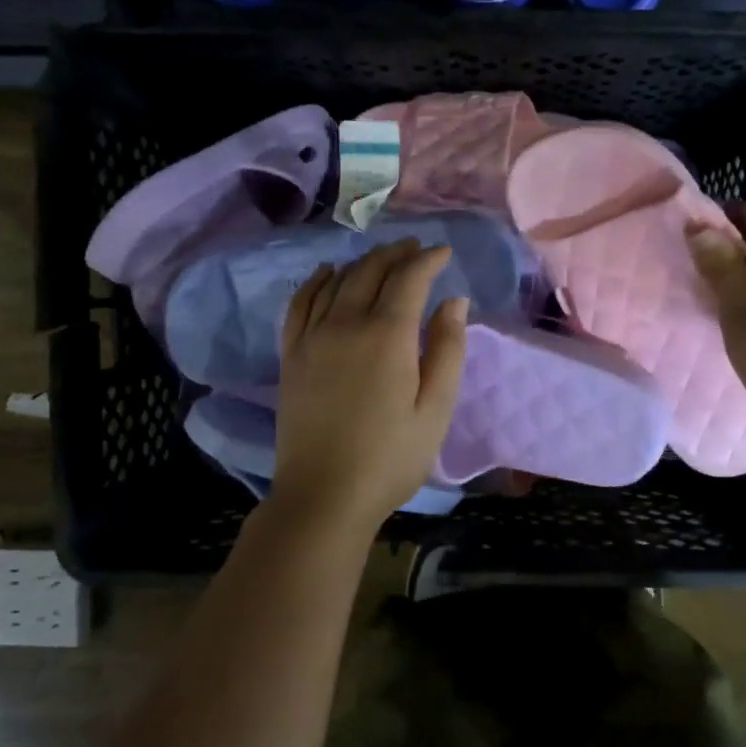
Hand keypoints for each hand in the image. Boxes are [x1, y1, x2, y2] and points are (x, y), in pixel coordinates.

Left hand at [270, 239, 467, 530]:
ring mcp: (311, 337)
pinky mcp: (291, 355)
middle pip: (370, 271)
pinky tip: (327, 274)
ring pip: (336, 281)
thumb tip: (453, 301)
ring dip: (362, 262)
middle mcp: (345, 323)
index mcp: (386, 336)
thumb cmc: (391, 458)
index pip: (408, 278)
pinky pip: (301, 302)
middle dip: (397, 254)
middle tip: (416, 250)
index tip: (444, 253)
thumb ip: (447, 350)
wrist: (324, 495)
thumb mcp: (435, 409)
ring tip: (382, 259)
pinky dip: (317, 281)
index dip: (428, 260)